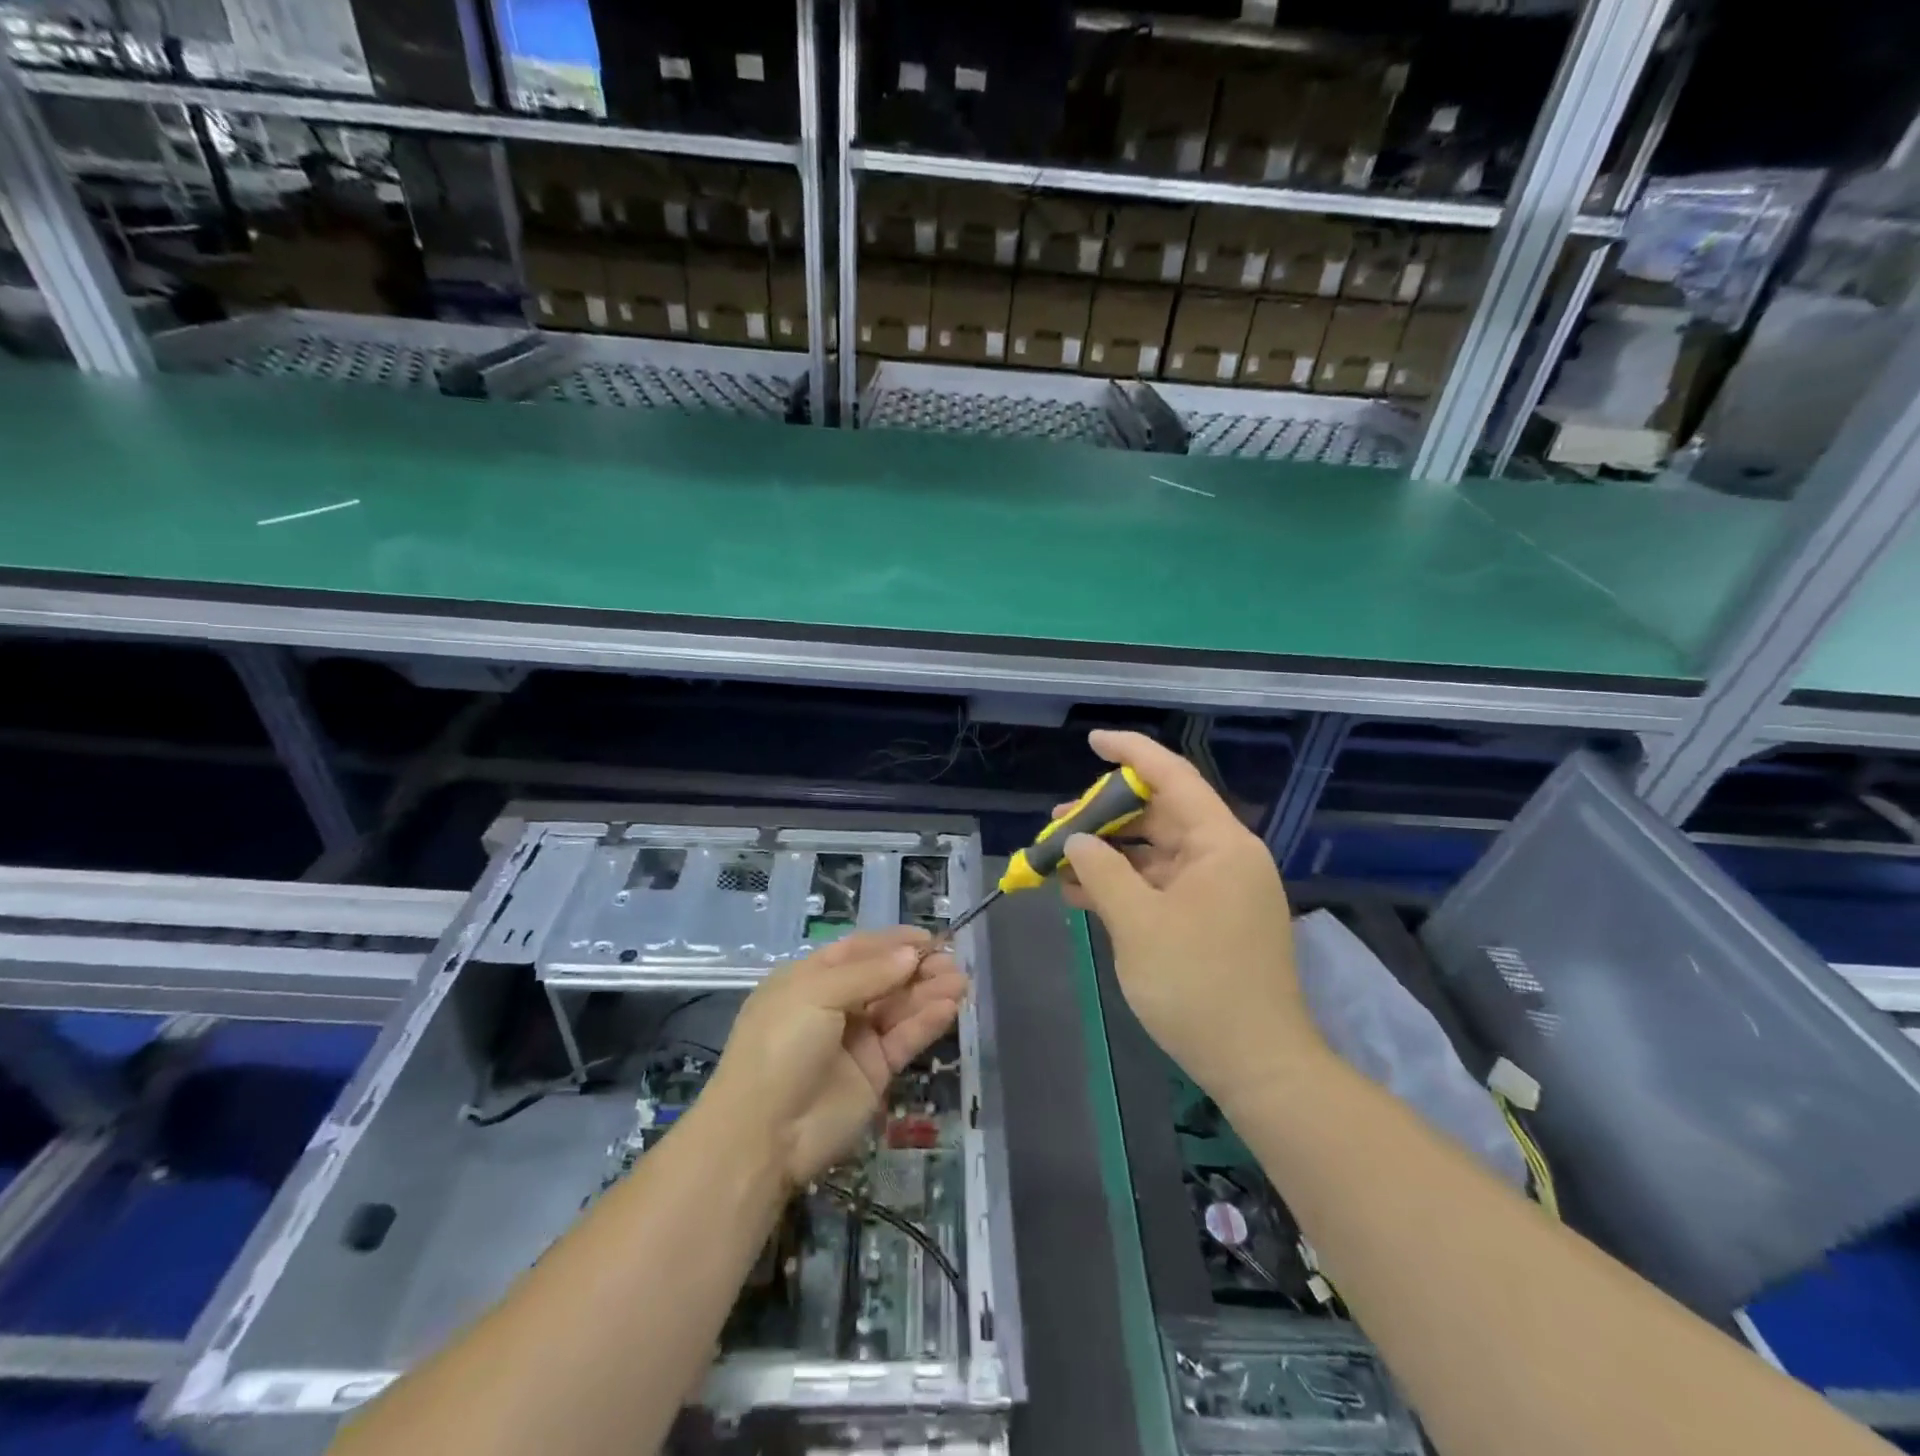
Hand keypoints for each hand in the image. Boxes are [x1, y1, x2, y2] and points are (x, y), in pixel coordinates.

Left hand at [704, 927, 967, 1186]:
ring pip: (899, 1007)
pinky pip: (905, 1038)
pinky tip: (950, 1006)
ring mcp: (855, 1040)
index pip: (857, 951)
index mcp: (809, 980)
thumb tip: (912, 953)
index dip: (892, 942)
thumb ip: (869, 973)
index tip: (929, 937)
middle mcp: (834, 1005)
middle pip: (883, 977)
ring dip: (929, 992)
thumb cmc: (780, 1046)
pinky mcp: (875, 1072)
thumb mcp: (816, 994)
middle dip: (916, 967)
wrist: (763, 1134)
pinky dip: (927, 1022)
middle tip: (952, 960)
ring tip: (961, 980)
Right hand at [1060, 730, 1324, 1107]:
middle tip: (1057, 822)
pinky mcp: (1211, 921)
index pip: (1174, 778)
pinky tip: (1083, 896)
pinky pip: (1161, 887)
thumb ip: (1102, 872)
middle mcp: (1224, 858)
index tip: (1093, 741)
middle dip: (1106, 816)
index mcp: (1220, 845)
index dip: (1132, 754)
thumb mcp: (1138, 924)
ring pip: (1156, 855)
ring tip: (1059, 860)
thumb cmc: (1198, 986)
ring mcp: (1219, 891)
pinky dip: (1125, 887)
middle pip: (1160, 816)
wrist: (1257, 1065)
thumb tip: (1077, 840)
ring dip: (1109, 856)